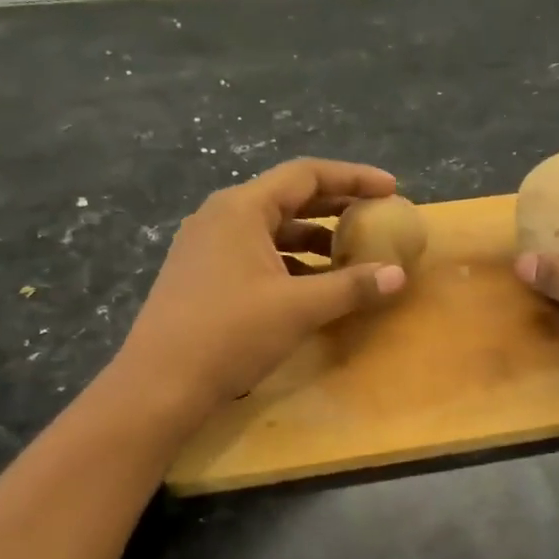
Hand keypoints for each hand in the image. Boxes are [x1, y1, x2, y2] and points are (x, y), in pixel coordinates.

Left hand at [115, 158, 407, 415]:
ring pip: (271, 229)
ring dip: (313, 238)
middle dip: (335, 207)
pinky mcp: (202, 275)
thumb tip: (398, 275)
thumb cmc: (230, 334)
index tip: (390, 189)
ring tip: (350, 255)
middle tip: (375, 217)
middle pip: (288, 198)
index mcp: (241, 208)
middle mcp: (221, 216)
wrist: (160, 384)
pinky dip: (290, 262)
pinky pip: (256, 254)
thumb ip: (351, 287)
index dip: (353, 178)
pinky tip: (312, 286)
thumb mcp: (299, 308)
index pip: (306, 175)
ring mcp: (206, 246)